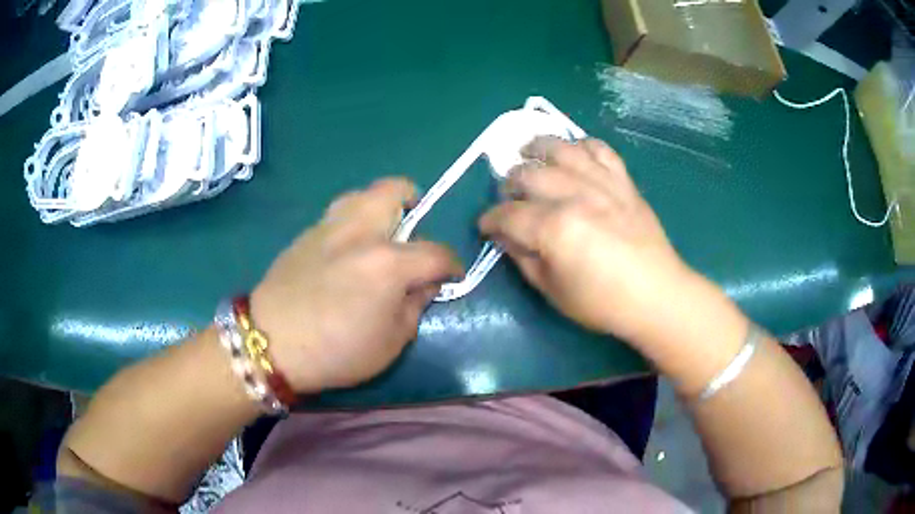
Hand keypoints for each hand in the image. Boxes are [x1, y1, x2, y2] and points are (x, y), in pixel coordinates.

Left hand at [251, 178, 462, 392]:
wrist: (270, 343)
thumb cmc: (336, 351)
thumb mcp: (391, 342)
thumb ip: (415, 306)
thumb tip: (425, 284)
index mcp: (388, 263)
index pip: (436, 252)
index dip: (452, 264)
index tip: (452, 275)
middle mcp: (361, 232)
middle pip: (395, 190)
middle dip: (414, 201)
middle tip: (413, 227)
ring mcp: (329, 227)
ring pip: (362, 193)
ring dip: (380, 205)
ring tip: (381, 232)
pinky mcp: (306, 233)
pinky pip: (338, 213)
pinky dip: (353, 221)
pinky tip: (347, 250)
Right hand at [479, 137, 693, 346]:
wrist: (657, 295)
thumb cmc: (603, 302)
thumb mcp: (553, 291)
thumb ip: (524, 260)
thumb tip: (505, 237)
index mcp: (555, 228)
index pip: (509, 215)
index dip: (490, 219)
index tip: (485, 226)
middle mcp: (576, 196)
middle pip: (529, 175)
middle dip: (509, 183)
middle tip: (508, 197)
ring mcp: (602, 184)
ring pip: (562, 150)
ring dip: (538, 148)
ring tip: (527, 152)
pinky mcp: (623, 181)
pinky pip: (600, 149)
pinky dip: (583, 145)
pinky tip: (573, 151)